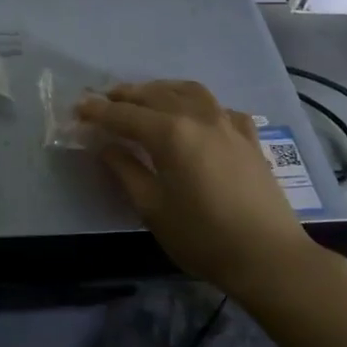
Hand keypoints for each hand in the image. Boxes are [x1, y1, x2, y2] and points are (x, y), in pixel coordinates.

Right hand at [77, 81, 316, 289]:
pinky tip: (194, 115)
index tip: (78, 108)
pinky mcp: (248, 137)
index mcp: (171, 134)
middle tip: (103, 100)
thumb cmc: (203, 237)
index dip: (98, 111)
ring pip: (189, 91)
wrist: (269, 257)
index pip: (125, 114)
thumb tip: (104, 145)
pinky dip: (197, 103)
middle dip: (126, 95)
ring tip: (144, 97)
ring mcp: (228, 123)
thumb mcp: (153, 208)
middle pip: (155, 95)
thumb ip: (126, 170)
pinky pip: (218, 107)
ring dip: (161, 89)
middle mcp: (199, 117)